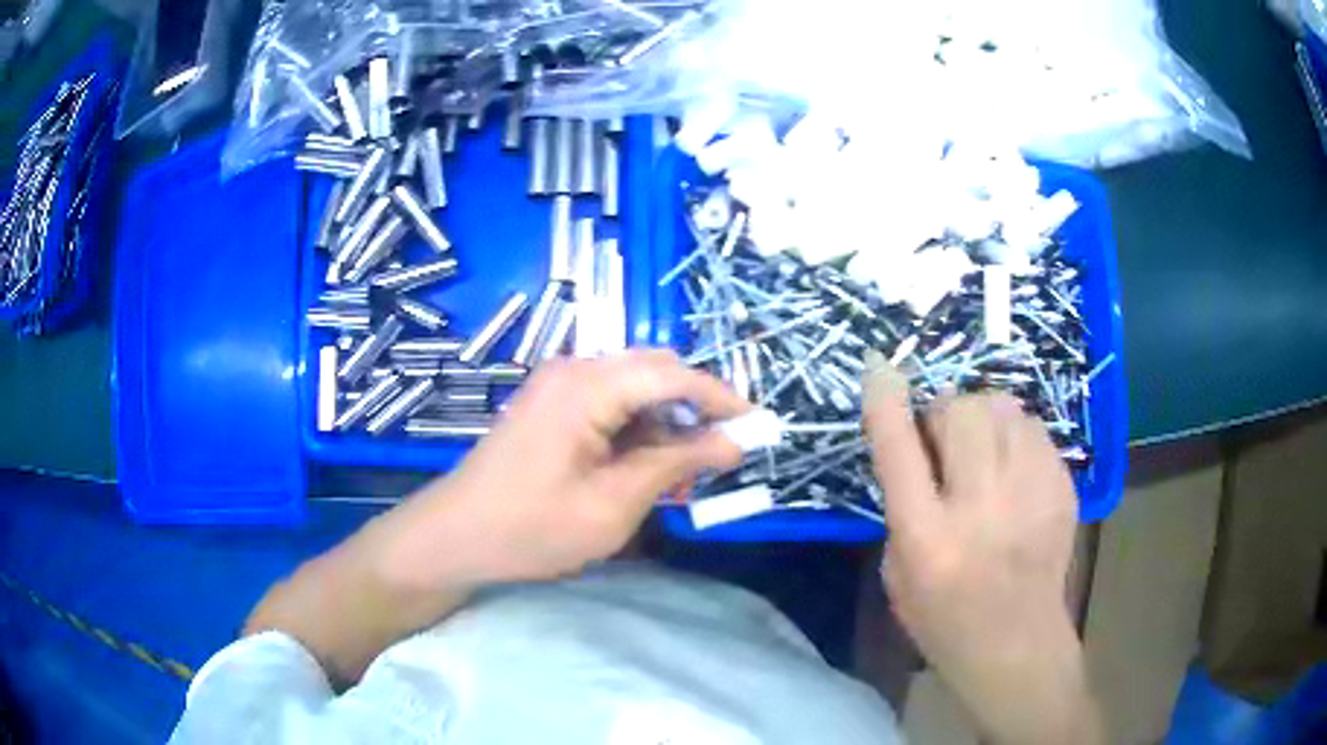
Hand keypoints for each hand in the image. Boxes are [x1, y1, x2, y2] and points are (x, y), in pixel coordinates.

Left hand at [247, 350, 746, 684]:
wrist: (452, 538)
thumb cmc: (529, 529)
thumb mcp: (613, 505)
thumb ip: (676, 464)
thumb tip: (733, 442)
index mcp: (587, 386)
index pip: (674, 373)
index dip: (722, 398)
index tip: (758, 428)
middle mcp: (574, 371)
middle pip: (656, 373)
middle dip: (694, 411)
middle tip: (718, 458)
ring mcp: (559, 387)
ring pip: (636, 391)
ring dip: (666, 427)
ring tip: (680, 479)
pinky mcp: (551, 408)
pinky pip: (611, 407)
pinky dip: (637, 434)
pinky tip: (643, 474)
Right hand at [862, 352, 1099, 744]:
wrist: (1017, 645)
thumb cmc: (943, 619)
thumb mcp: (898, 573)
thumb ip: (904, 504)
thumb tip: (918, 442)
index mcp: (928, 538)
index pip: (899, 451)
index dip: (886, 402)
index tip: (879, 366)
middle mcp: (981, 508)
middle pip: (961, 412)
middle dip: (945, 412)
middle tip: (944, 442)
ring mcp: (1030, 494)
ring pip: (1003, 408)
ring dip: (982, 419)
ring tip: (982, 451)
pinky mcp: (1061, 489)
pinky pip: (1033, 428)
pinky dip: (1014, 436)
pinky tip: (1012, 469)